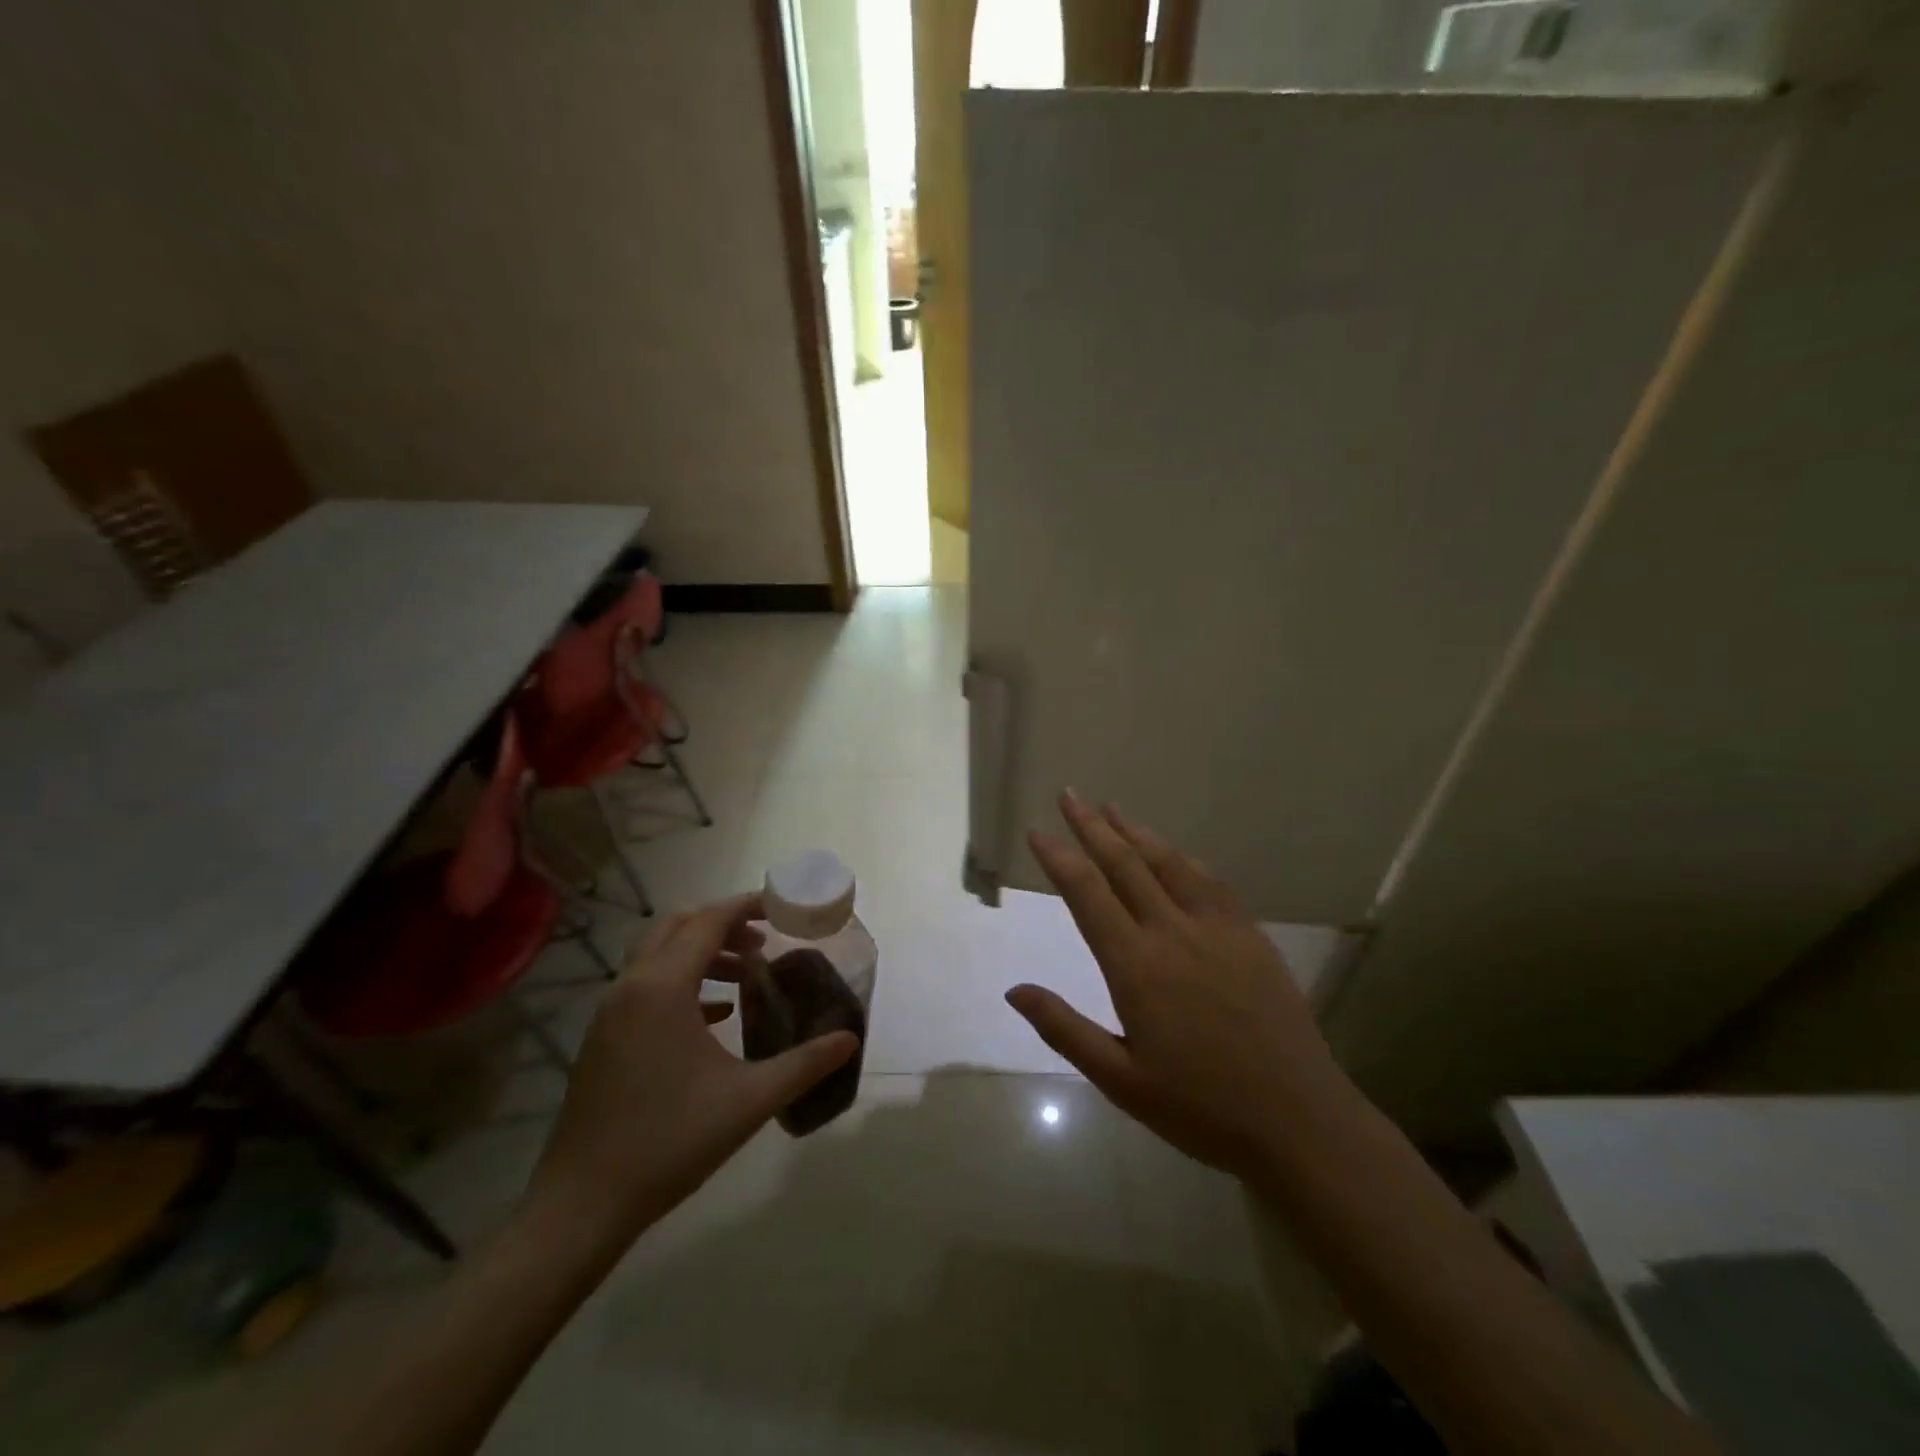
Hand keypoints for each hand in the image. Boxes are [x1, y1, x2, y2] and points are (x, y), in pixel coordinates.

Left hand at [526, 893, 858, 1246]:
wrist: (582, 1205)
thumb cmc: (670, 1141)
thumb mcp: (750, 1100)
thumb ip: (805, 1063)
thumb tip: (850, 1039)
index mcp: (663, 987)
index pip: (707, 921)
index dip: (746, 906)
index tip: (781, 906)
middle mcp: (631, 987)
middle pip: (677, 926)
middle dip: (723, 924)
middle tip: (765, 940)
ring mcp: (610, 1013)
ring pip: (659, 956)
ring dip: (703, 954)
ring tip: (747, 974)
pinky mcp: (603, 1039)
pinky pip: (647, 987)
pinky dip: (683, 983)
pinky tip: (716, 1015)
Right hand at [1006, 792, 1343, 1181]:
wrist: (1299, 1121)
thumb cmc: (1200, 1108)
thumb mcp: (1120, 1080)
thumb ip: (1064, 1029)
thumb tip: (1014, 990)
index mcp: (1136, 966)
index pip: (1087, 894)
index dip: (1058, 857)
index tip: (1037, 830)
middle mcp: (1174, 932)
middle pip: (1125, 863)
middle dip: (1092, 826)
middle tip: (1069, 795)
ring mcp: (1217, 929)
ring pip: (1168, 863)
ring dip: (1136, 831)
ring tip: (1112, 807)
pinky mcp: (1250, 936)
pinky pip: (1210, 882)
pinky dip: (1182, 857)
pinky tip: (1173, 852)